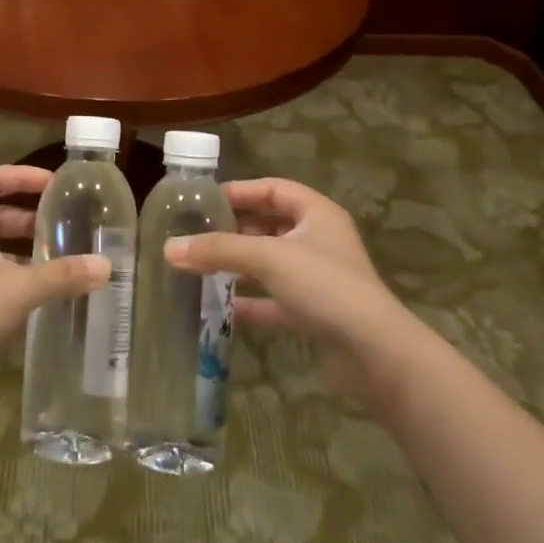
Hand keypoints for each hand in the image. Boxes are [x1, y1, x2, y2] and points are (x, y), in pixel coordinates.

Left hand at [0, 165, 107, 377]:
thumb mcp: (19, 289)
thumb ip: (62, 275)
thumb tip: (106, 265)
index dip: (22, 175)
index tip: (53, 183)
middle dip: (26, 215)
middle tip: (61, 224)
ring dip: (19, 246)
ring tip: (55, 257)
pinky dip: (9, 271)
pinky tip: (33, 292)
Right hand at [163, 178, 414, 387]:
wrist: (375, 352)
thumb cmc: (324, 286)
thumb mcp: (267, 258)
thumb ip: (218, 250)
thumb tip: (169, 248)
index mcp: (317, 214)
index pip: (273, 189)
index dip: (240, 191)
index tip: (204, 200)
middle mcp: (319, 241)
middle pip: (270, 226)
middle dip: (234, 230)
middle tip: (196, 234)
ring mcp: (319, 279)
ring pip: (271, 264)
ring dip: (239, 266)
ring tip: (200, 268)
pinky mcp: (315, 314)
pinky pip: (275, 300)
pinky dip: (251, 302)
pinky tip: (222, 309)